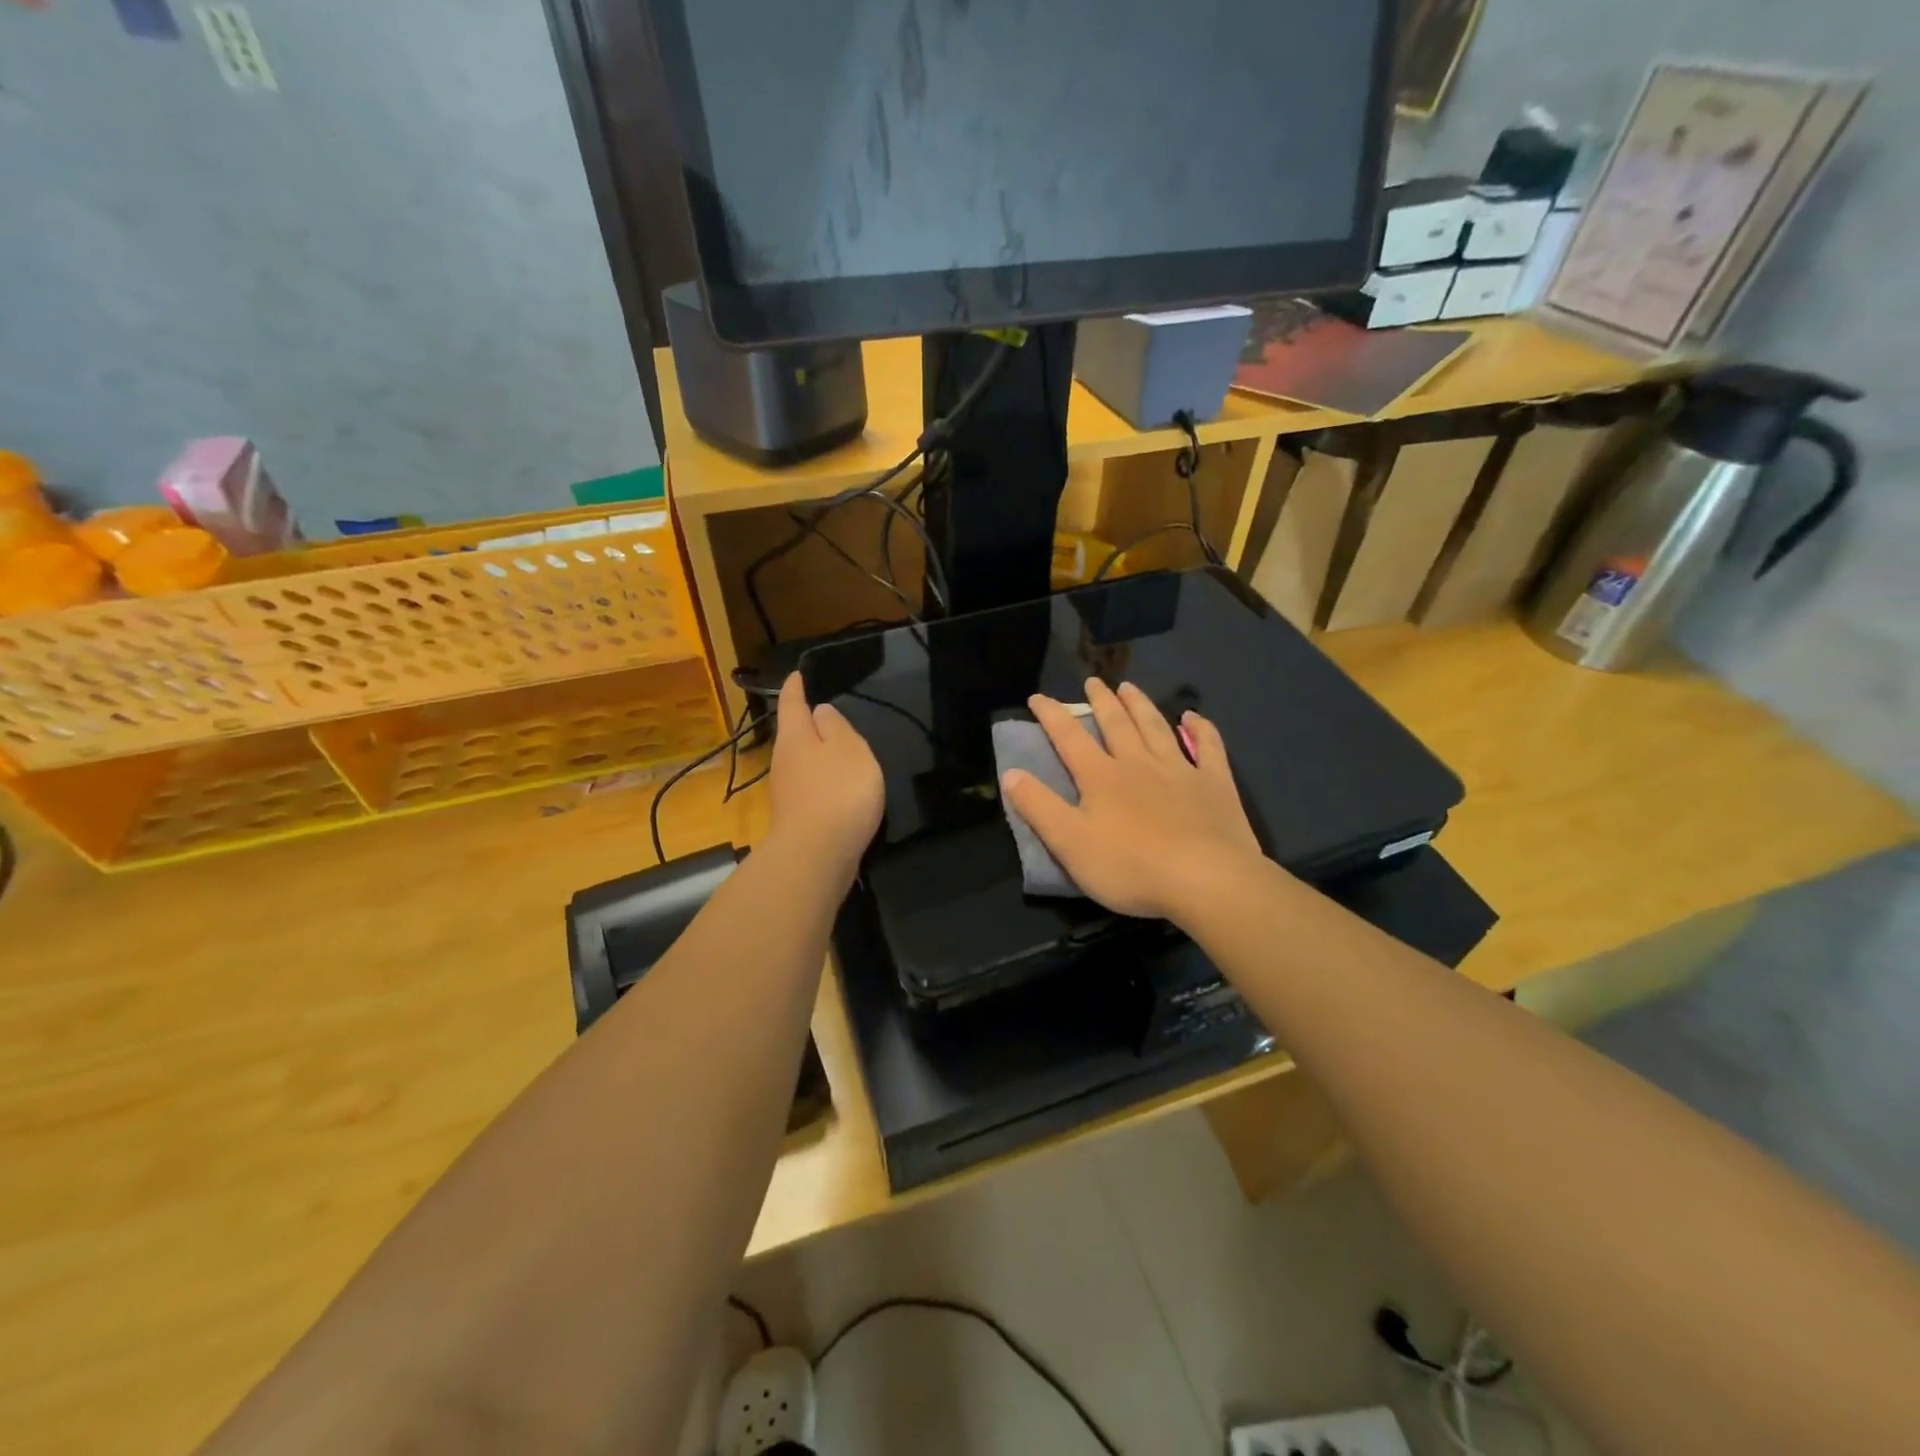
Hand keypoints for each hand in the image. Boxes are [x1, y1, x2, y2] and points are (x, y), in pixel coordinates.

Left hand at [767, 672, 883, 871]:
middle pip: (793, 736)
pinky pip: (810, 790)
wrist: (817, 856)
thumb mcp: (849, 749)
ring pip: (801, 764)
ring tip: (838, 752)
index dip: (795, 688)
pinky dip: (823, 783)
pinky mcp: (797, 820)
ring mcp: (787, 794)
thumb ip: (837, 728)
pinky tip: (838, 790)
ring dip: (816, 757)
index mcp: (795, 738)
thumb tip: (819, 712)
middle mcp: (784, 762)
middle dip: (806, 725)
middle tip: (824, 714)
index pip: (792, 704)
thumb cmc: (838, 792)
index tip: (796, 674)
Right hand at [1001, 679, 1262, 922]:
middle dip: (1101, 701)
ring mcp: (1180, 771)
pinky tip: (1193, 717)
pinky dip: (1201, 729)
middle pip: (1116, 724)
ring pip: (1156, 728)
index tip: (1037, 697)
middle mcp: (1138, 764)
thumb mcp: (1070, 843)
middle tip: (1092, 681)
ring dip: (1141, 705)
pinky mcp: (1215, 785)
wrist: (1206, 880)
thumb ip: (1038, 807)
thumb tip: (1010, 773)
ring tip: (1129, 687)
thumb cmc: (1131, 867)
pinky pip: (1208, 748)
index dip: (1051, 715)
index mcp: (1101, 777)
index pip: (1069, 737)